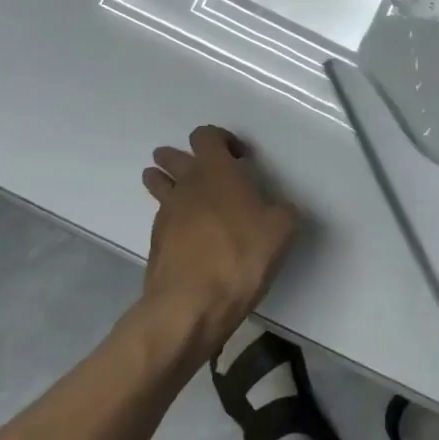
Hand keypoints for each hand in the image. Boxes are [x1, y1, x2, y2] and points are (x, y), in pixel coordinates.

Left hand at [138, 126, 299, 361]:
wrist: (192, 303)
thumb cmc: (241, 256)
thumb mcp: (282, 230)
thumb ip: (282, 211)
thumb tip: (278, 209)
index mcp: (217, 172)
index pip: (206, 136)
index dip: (221, 140)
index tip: (239, 157)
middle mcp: (187, 185)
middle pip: (172, 156)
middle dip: (183, 158)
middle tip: (203, 171)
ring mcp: (166, 213)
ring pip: (157, 183)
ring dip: (165, 181)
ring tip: (182, 193)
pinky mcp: (156, 241)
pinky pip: (161, 217)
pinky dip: (172, 218)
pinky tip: (188, 235)